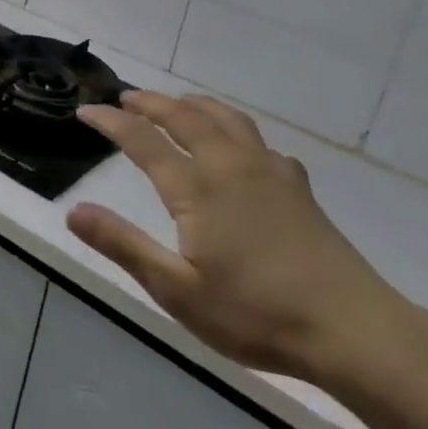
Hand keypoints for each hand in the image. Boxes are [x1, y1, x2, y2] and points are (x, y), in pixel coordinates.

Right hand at [68, 90, 417, 385]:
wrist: (354, 331)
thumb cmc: (257, 315)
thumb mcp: (177, 290)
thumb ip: (123, 245)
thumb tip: (73, 210)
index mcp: (198, 188)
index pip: (143, 140)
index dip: (111, 122)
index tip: (85, 110)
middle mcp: (231, 166)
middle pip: (185, 116)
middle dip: (150, 102)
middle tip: (125, 97)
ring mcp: (270, 172)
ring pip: (225, 119)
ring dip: (192, 104)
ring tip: (174, 104)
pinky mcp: (297, 187)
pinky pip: (257, 139)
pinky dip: (233, 128)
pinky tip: (238, 146)